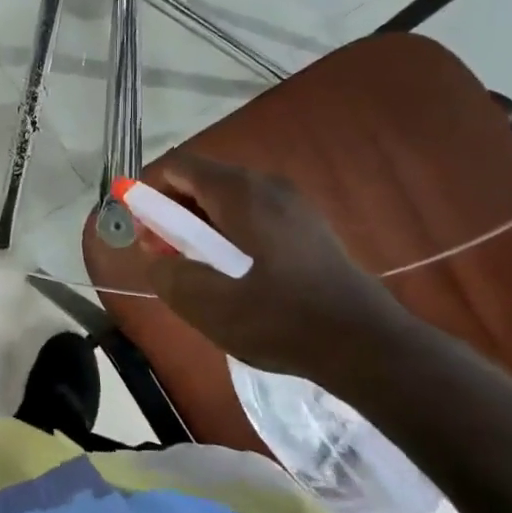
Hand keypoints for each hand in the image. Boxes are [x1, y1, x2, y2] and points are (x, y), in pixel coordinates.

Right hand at [145, 154, 419, 392]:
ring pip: (230, 200)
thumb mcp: (206, 303)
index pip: (178, 167)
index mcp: (239, 192)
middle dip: (176, 214)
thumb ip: (167, 272)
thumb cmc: (279, 318)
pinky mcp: (310, 226)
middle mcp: (267, 185)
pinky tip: (239, 276)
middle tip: (169, 257)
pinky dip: (233, 234)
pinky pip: (255, 215)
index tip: (146, 233)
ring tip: (203, 271)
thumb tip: (155, 253)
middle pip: (203, 182)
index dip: (151, 194)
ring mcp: (294, 203)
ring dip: (204, 227)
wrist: (365, 345)